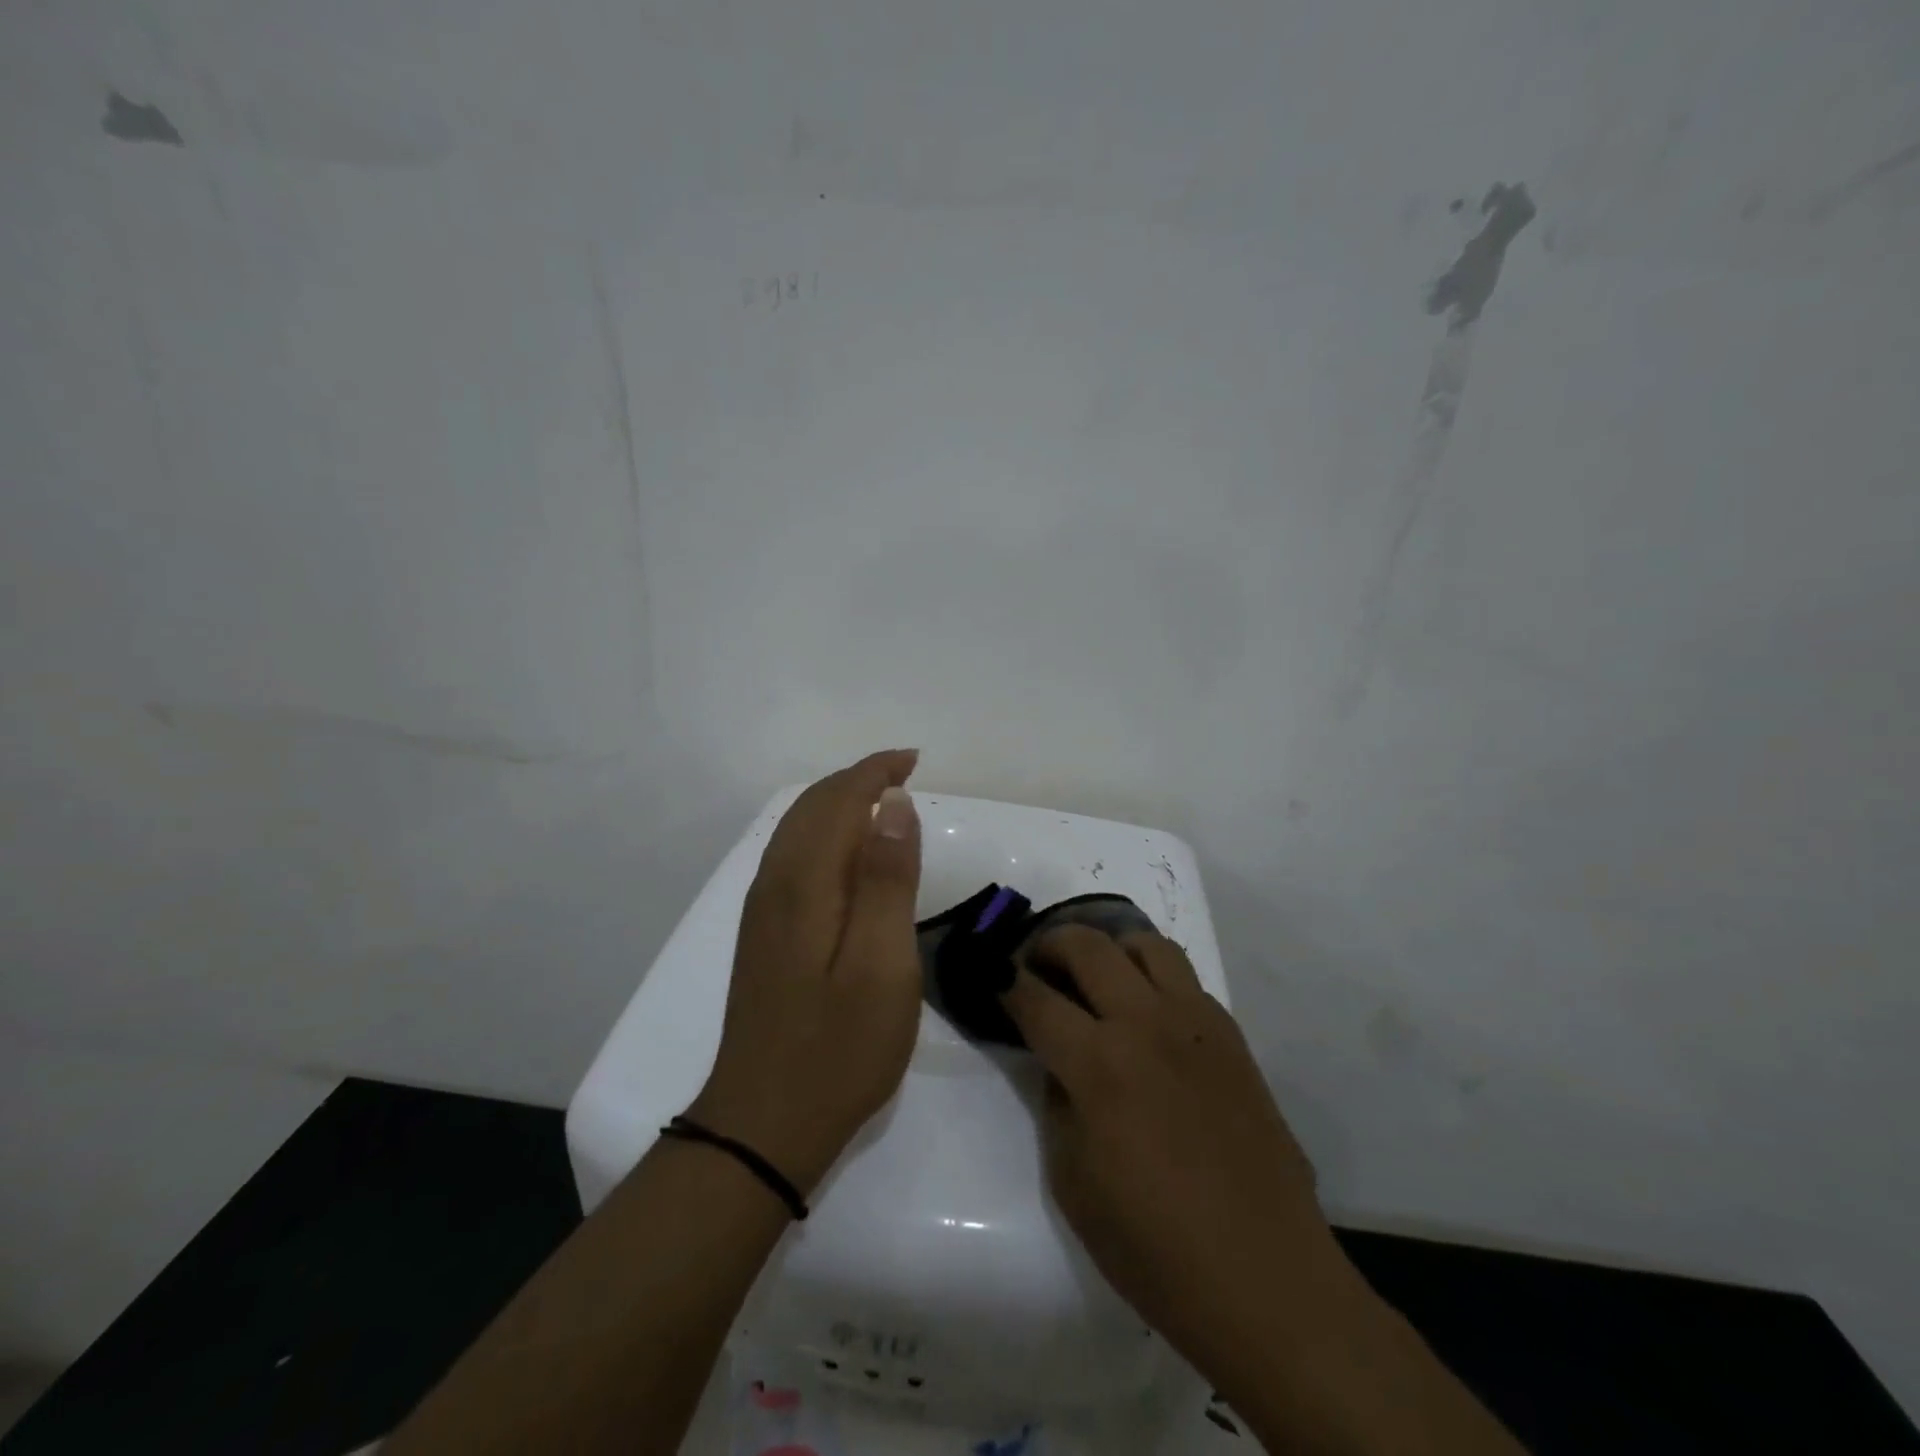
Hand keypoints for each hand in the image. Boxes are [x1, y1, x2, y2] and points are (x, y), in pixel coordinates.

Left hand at [688, 749, 923, 1196]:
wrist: (764, 1124)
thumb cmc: (839, 1047)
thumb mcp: (882, 964)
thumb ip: (887, 879)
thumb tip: (892, 804)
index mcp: (803, 882)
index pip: (838, 800)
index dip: (875, 772)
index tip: (914, 761)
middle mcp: (774, 883)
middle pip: (812, 807)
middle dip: (857, 780)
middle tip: (904, 775)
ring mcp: (763, 911)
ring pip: (798, 830)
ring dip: (839, 804)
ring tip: (882, 803)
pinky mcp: (764, 934)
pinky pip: (793, 857)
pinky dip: (824, 834)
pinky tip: (847, 856)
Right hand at [1002, 927, 1343, 1377]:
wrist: (1264, 1276)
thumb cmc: (1155, 1247)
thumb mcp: (1072, 1182)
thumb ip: (1057, 1103)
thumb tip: (1059, 1063)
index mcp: (1099, 1065)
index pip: (1035, 998)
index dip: (1004, 982)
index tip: (991, 977)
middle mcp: (1146, 1024)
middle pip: (1088, 946)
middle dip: (1049, 944)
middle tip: (1035, 964)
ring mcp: (1195, 1023)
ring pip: (1144, 945)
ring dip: (1109, 948)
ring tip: (1096, 977)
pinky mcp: (1231, 1035)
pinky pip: (1184, 979)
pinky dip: (1153, 977)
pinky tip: (1147, 1016)